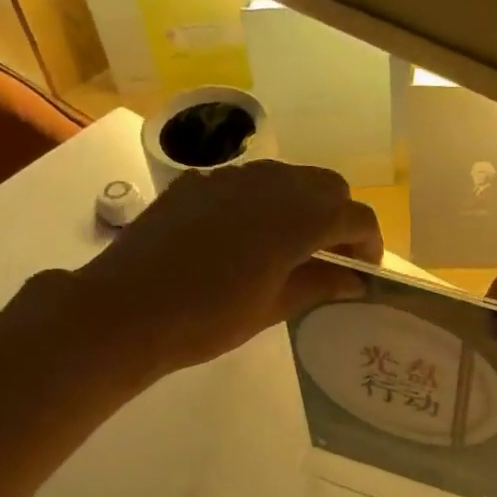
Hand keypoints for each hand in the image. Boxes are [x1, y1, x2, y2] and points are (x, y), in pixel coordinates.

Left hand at [71, 161, 382, 377]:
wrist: (127, 309)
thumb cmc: (207, 318)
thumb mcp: (271, 309)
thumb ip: (319, 286)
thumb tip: (355, 281)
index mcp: (297, 219)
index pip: (355, 217)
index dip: (369, 244)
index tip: (363, 272)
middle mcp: (270, 185)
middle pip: (327, 186)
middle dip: (339, 218)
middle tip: (330, 258)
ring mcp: (230, 177)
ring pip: (287, 177)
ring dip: (302, 205)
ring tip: (289, 246)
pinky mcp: (197, 182)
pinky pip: (246, 182)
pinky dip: (262, 203)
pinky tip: (242, 238)